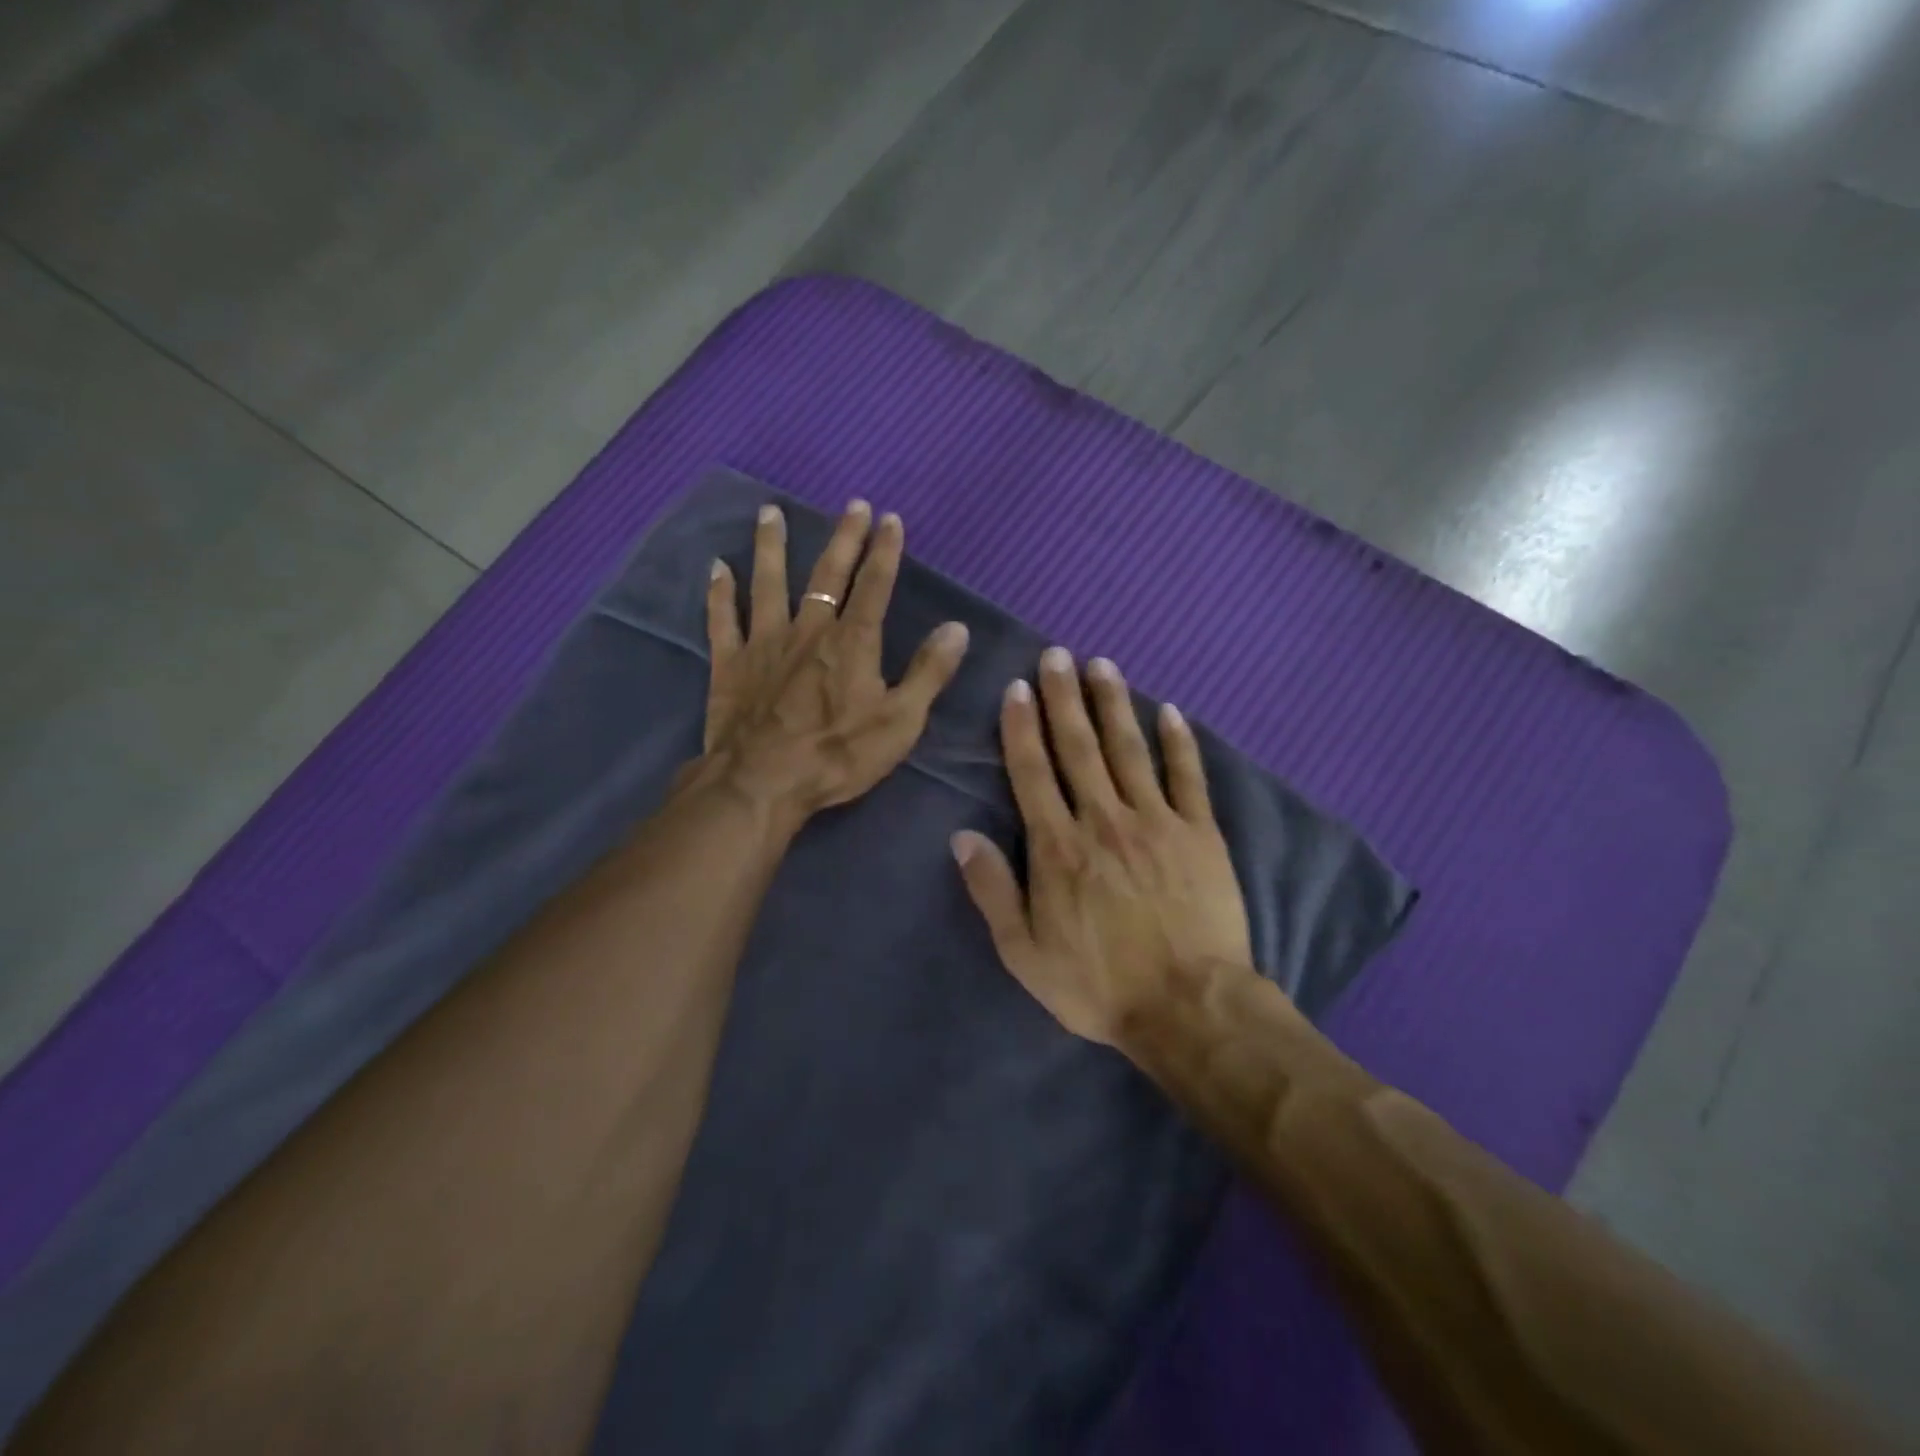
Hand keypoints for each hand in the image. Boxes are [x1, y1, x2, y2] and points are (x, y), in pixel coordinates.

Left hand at [699, 500, 969, 828]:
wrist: (763, 782)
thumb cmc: (838, 755)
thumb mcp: (900, 722)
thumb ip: (929, 673)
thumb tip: (958, 628)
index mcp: (852, 643)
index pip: (874, 586)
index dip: (885, 552)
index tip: (890, 519)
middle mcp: (809, 630)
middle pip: (827, 574)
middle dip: (843, 538)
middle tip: (851, 504)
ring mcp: (765, 643)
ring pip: (768, 583)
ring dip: (771, 546)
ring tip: (770, 512)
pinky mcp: (730, 664)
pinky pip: (723, 620)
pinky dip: (720, 593)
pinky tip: (717, 567)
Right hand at [952, 649, 1254, 1049]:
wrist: (1188, 1006)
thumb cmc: (1098, 984)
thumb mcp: (1024, 952)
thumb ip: (992, 890)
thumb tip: (962, 836)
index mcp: (1058, 847)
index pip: (1033, 772)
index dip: (1022, 728)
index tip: (1018, 688)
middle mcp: (1103, 819)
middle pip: (1079, 747)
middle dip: (1064, 697)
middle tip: (1057, 655)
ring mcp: (1156, 821)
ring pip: (1129, 749)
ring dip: (1113, 704)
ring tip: (1102, 665)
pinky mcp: (1200, 833)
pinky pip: (1187, 776)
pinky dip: (1178, 741)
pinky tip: (1169, 711)